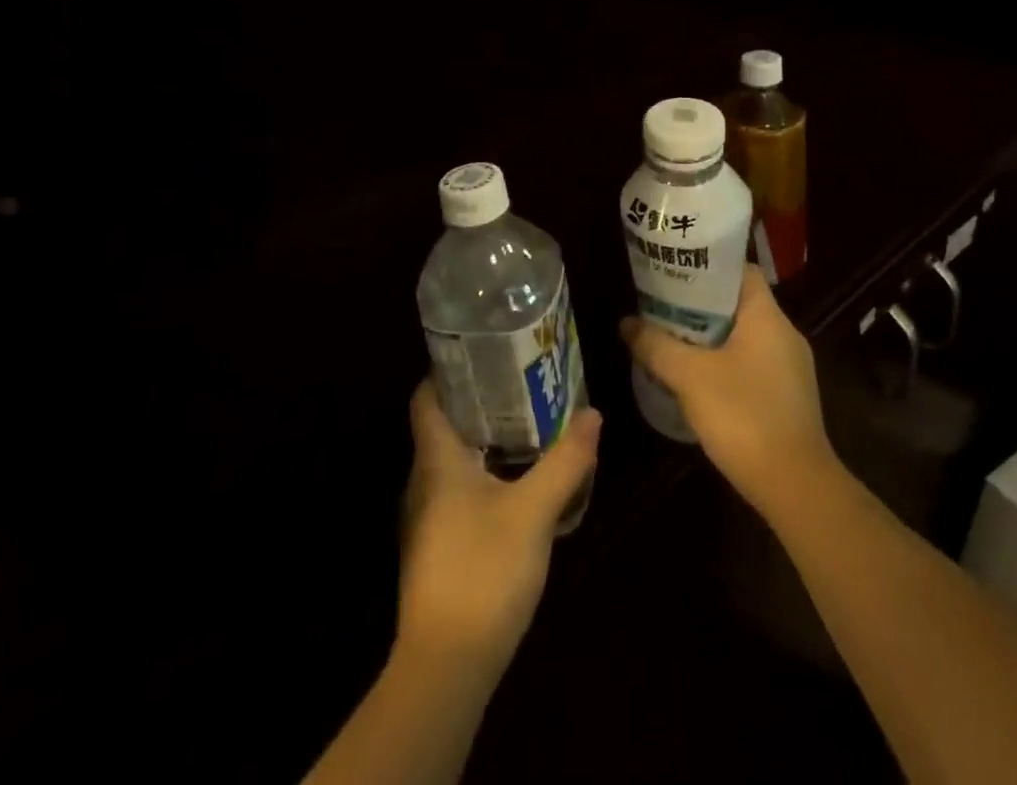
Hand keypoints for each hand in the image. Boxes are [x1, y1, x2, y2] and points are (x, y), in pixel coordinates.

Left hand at [396, 380, 600, 678]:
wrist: (447, 665)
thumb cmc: (484, 572)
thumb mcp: (534, 511)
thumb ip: (565, 461)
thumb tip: (592, 413)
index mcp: (437, 460)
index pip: (426, 398)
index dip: (447, 370)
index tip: (482, 351)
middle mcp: (424, 481)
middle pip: (443, 425)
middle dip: (477, 400)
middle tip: (518, 380)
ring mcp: (427, 517)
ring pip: (452, 460)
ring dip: (483, 438)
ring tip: (525, 421)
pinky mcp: (438, 546)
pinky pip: (458, 490)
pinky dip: (483, 472)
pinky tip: (515, 480)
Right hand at [620, 264, 836, 519]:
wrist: (796, 487)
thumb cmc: (744, 416)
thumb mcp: (689, 376)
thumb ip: (655, 345)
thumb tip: (626, 323)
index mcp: (768, 317)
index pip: (742, 271)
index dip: (709, 267)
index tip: (676, 272)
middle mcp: (785, 335)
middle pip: (739, 304)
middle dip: (700, 305)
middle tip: (662, 306)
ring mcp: (790, 369)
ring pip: (744, 337)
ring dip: (710, 337)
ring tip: (672, 339)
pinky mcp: (788, 398)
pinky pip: (752, 364)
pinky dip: (724, 363)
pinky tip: (697, 380)